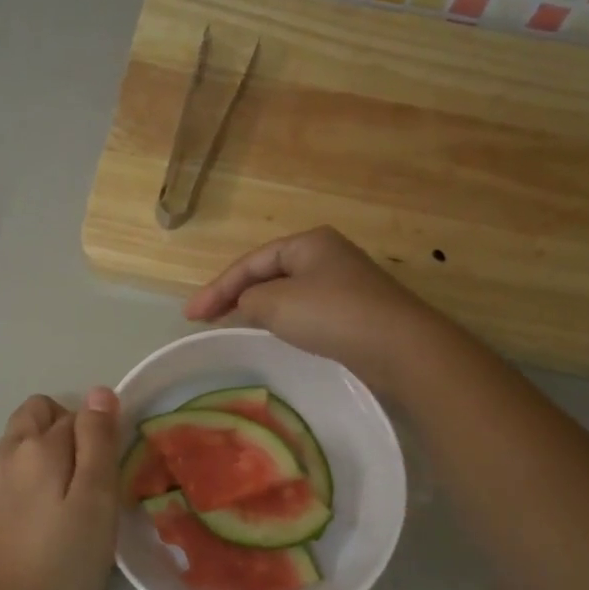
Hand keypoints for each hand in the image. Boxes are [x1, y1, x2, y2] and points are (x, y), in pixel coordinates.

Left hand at [0, 388, 121, 589]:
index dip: (100, 437)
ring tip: (72, 499)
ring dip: (50, 453)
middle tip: (90, 480)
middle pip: (42, 414)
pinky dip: (34, 475)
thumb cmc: (65, 561)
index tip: (109, 476)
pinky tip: (48, 514)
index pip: (78, 414)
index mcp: (35, 445)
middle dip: (69, 432)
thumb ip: (98, 441)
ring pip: (25, 440)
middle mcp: (5, 450)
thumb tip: (99, 392)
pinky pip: (14, 467)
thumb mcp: (96, 499)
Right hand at [184, 227, 449, 394]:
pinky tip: (272, 334)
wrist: (399, 346)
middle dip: (234, 295)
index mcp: (307, 242)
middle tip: (204, 320)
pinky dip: (281, 320)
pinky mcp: (354, 312)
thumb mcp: (276, 303)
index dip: (216, 288)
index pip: (249, 262)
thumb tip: (246, 304)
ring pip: (286, 293)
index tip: (189, 316)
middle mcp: (326, 256)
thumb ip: (248, 299)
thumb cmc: (332, 314)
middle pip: (267, 273)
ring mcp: (343, 283)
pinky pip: (305, 311)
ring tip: (230, 325)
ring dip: (256, 308)